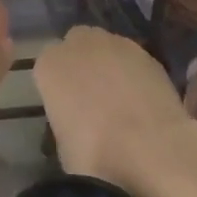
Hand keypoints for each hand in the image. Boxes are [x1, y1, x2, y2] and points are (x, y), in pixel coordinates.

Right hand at [33, 26, 195, 193]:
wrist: (150, 149)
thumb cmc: (94, 153)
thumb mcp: (63, 143)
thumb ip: (66, 117)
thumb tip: (78, 120)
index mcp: (50, 65)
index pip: (47, 64)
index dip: (57, 84)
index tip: (65, 106)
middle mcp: (81, 45)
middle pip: (77, 43)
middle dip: (81, 62)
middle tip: (90, 95)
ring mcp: (117, 45)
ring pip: (107, 47)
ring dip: (109, 64)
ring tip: (120, 99)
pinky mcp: (149, 55)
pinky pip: (134, 60)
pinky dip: (135, 74)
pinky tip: (142, 101)